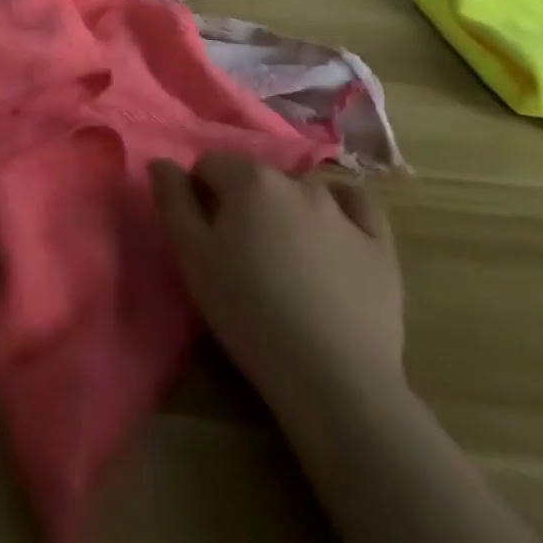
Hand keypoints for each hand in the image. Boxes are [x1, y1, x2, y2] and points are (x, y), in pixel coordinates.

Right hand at [152, 154, 403, 404]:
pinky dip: (342, 211)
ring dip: (287, 212)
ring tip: (286, 261)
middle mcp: (296, 181)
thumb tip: (162, 162)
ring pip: (302, 193)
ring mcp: (342, 210)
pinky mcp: (380, 243)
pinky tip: (335, 235)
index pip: (210, 164)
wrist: (335, 380)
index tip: (204, 235)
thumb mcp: (192, 258)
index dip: (200, 194)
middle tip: (241, 254)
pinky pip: (357, 207)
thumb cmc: (250, 313)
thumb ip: (172, 200)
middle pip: (256, 179)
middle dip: (243, 204)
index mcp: (249, 179)